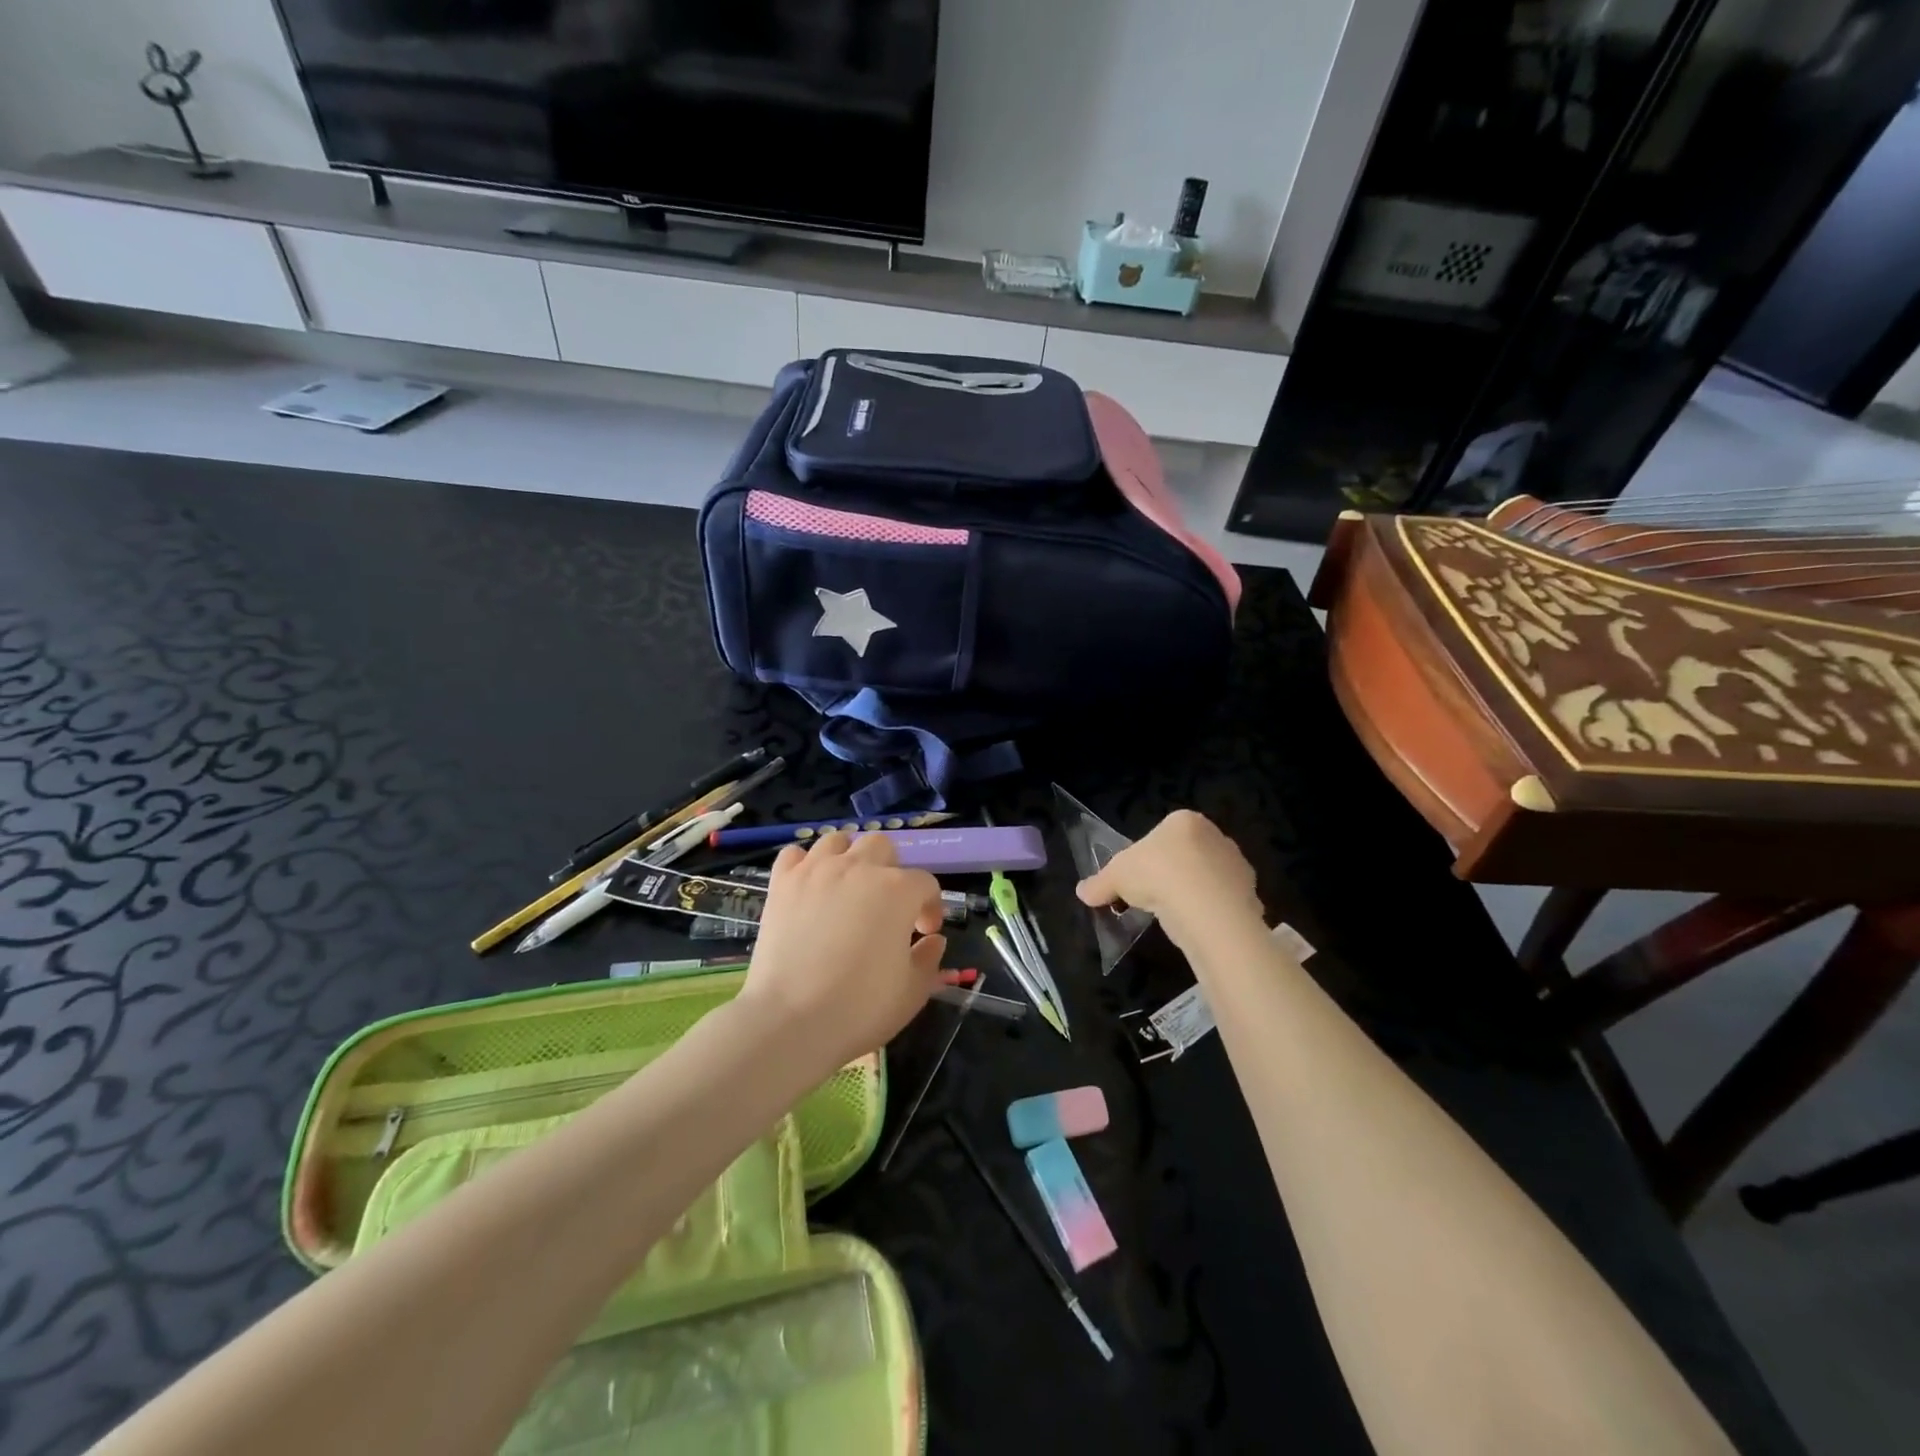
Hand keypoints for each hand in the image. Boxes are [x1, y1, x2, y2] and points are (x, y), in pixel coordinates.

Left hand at [738, 830, 947, 1071]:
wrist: (790, 1021)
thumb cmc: (860, 1008)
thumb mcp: (912, 992)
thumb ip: (929, 959)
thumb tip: (933, 940)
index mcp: (897, 890)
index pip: (926, 883)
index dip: (931, 907)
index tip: (924, 933)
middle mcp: (858, 868)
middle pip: (883, 846)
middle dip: (892, 870)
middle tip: (886, 906)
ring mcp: (816, 871)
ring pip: (839, 840)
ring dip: (850, 858)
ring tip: (848, 888)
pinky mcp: (782, 883)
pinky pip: (795, 854)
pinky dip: (806, 864)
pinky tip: (811, 887)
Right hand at [1075, 809, 1261, 948]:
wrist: (1205, 907)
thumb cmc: (1157, 875)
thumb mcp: (1115, 877)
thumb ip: (1099, 883)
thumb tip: (1081, 892)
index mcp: (1184, 820)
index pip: (1161, 835)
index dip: (1146, 858)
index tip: (1137, 880)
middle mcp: (1215, 835)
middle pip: (1187, 854)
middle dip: (1172, 874)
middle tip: (1154, 898)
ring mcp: (1236, 864)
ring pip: (1207, 878)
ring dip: (1193, 893)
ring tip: (1175, 916)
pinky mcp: (1251, 892)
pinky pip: (1224, 901)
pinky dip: (1212, 912)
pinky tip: (1197, 926)